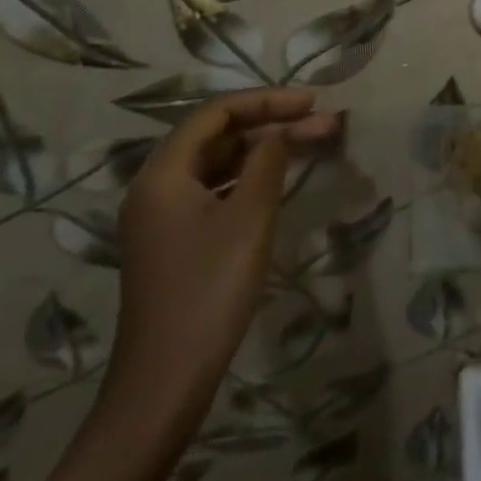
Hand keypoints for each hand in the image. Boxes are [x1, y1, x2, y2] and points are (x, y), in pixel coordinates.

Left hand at [103, 89, 342, 435]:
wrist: (166, 381)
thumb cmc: (209, 290)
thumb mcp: (249, 218)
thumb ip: (267, 162)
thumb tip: (279, 132)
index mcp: (163, 174)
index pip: (215, 114)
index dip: (265, 100)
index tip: (310, 102)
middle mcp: (156, 187)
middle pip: (216, 135)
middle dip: (271, 123)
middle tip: (323, 123)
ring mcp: (163, 216)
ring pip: (219, 163)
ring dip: (264, 149)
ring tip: (313, 143)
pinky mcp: (175, 240)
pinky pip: (215, 189)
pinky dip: (249, 177)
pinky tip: (280, 179)